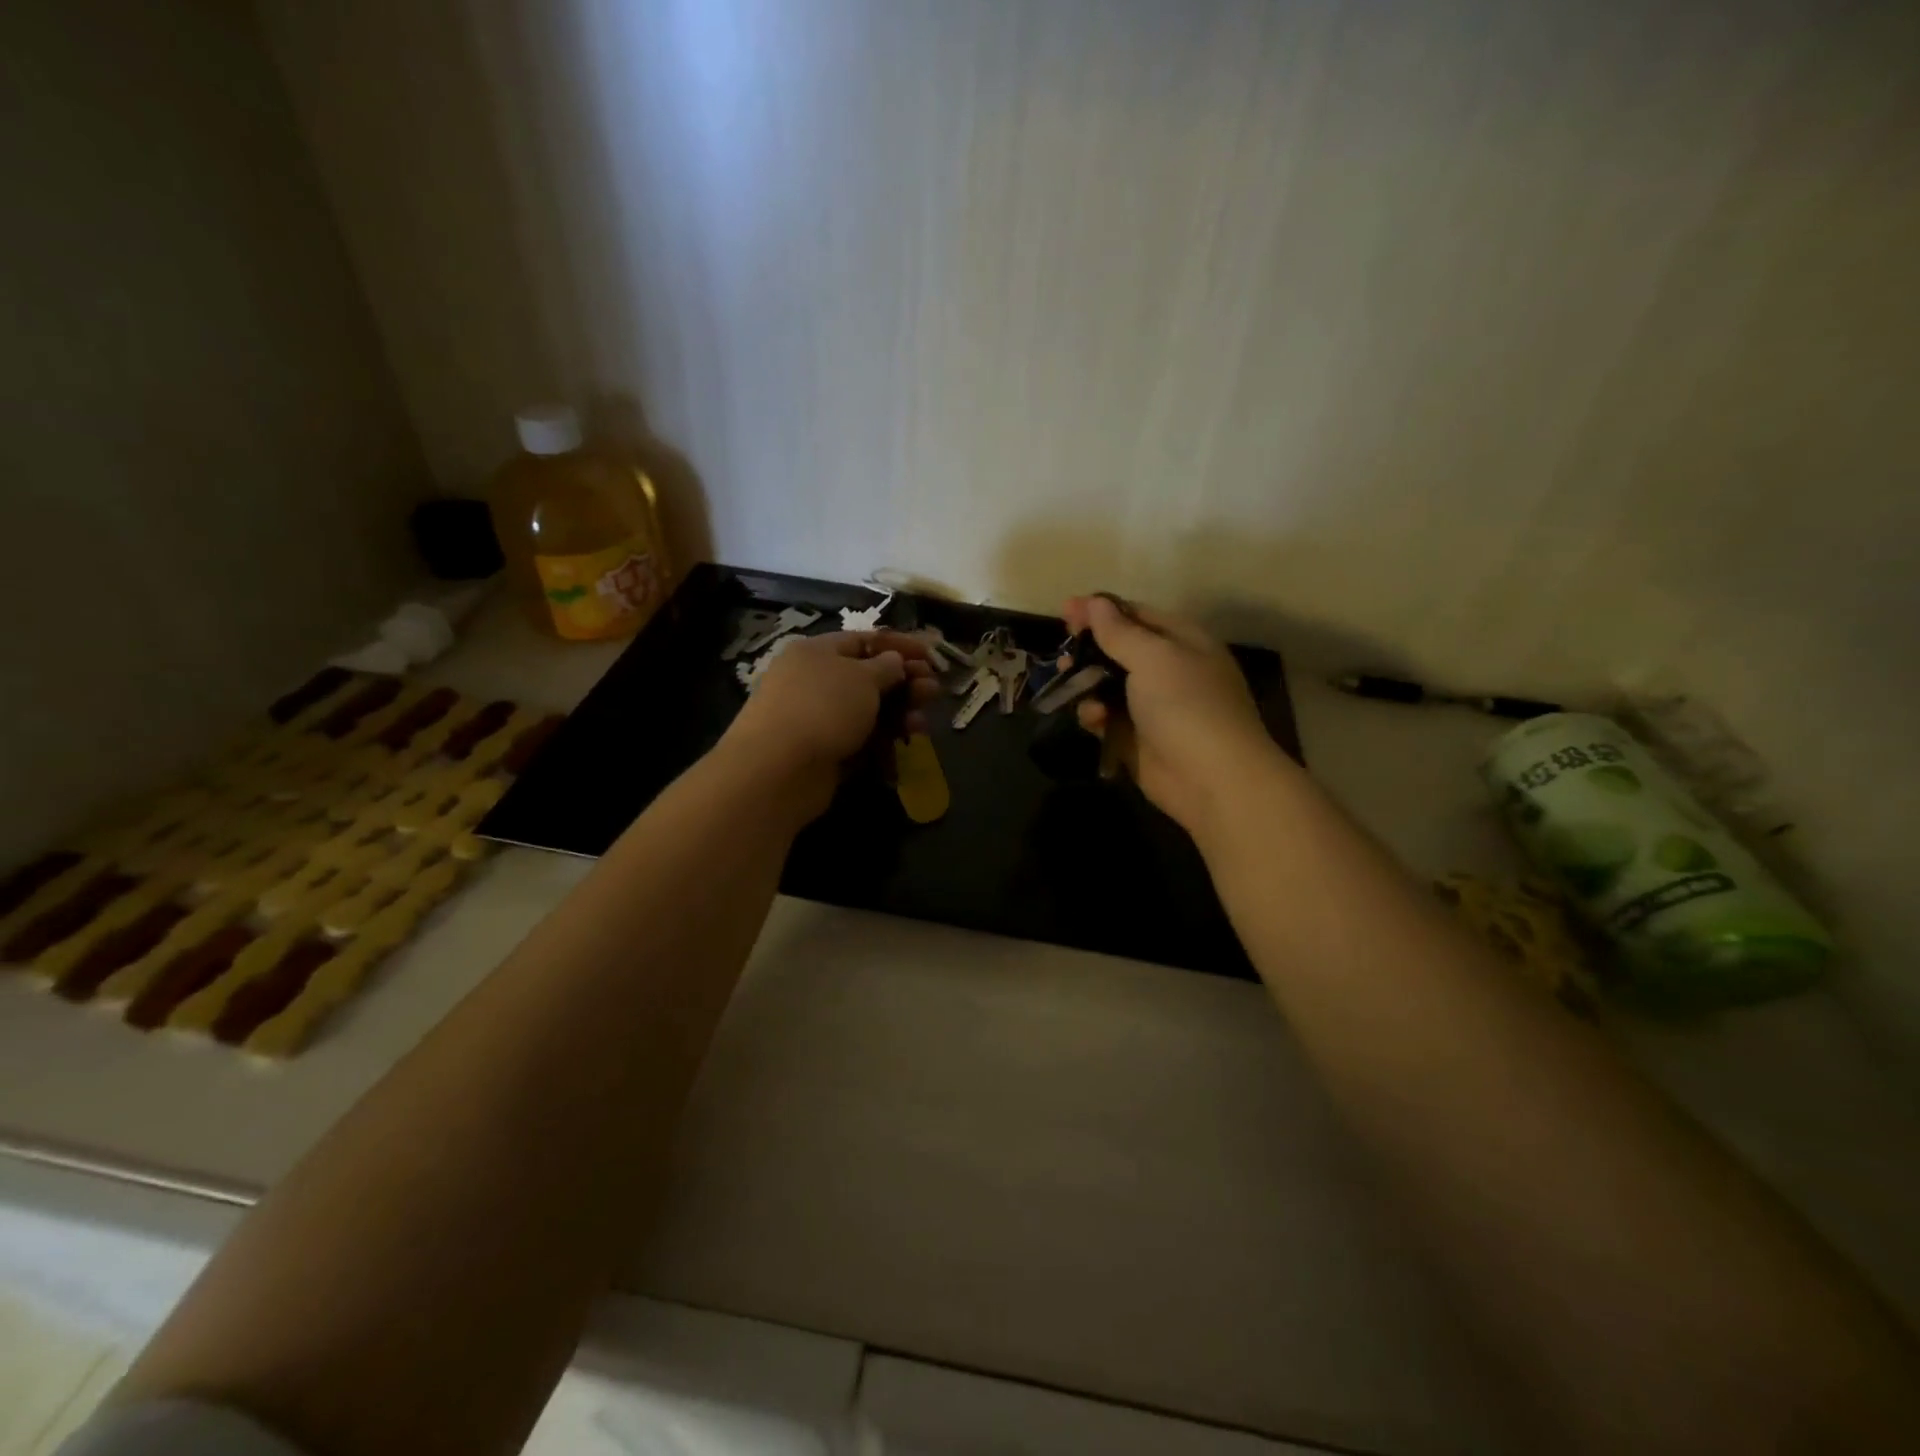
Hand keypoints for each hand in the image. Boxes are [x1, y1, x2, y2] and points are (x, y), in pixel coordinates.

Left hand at [721, 630, 938, 818]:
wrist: (779, 769)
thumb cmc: (823, 708)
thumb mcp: (863, 677)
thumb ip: (887, 667)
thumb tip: (894, 662)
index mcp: (817, 652)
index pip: (865, 640)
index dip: (900, 646)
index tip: (932, 656)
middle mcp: (815, 681)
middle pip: (870, 677)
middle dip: (905, 683)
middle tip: (934, 691)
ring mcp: (818, 718)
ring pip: (868, 711)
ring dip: (899, 713)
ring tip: (922, 723)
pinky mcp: (823, 751)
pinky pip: (860, 739)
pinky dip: (883, 740)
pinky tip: (904, 744)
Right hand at [1062, 595, 1280, 836]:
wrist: (1211, 778)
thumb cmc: (1186, 705)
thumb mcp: (1153, 657)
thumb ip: (1119, 631)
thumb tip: (1096, 602)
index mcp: (1182, 640)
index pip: (1137, 614)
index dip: (1101, 610)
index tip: (1066, 610)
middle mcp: (1169, 669)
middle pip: (1119, 649)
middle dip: (1089, 648)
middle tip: (1063, 653)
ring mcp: (1153, 706)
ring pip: (1108, 685)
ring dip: (1086, 682)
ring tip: (1067, 681)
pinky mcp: (1137, 738)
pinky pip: (1107, 718)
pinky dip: (1095, 714)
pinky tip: (1092, 718)